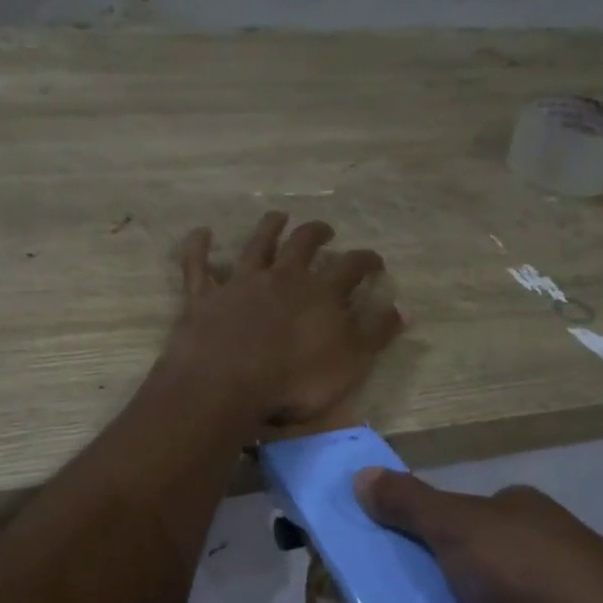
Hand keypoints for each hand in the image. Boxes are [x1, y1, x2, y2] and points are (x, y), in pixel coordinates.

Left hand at [164, 211, 405, 428]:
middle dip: (317, 233)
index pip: (352, 267)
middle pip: (303, 244)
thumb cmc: (294, 381)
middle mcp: (282, 278)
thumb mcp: (350, 363)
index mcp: (321, 293)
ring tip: (279, 217)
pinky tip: (202, 232)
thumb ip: (376, 334)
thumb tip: (404, 308)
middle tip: (325, 230)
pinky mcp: (204, 298)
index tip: (375, 261)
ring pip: (257, 245)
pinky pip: (198, 266)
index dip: (366, 260)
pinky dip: (199, 247)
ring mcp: (241, 284)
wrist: (227, 386)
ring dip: (269, 228)